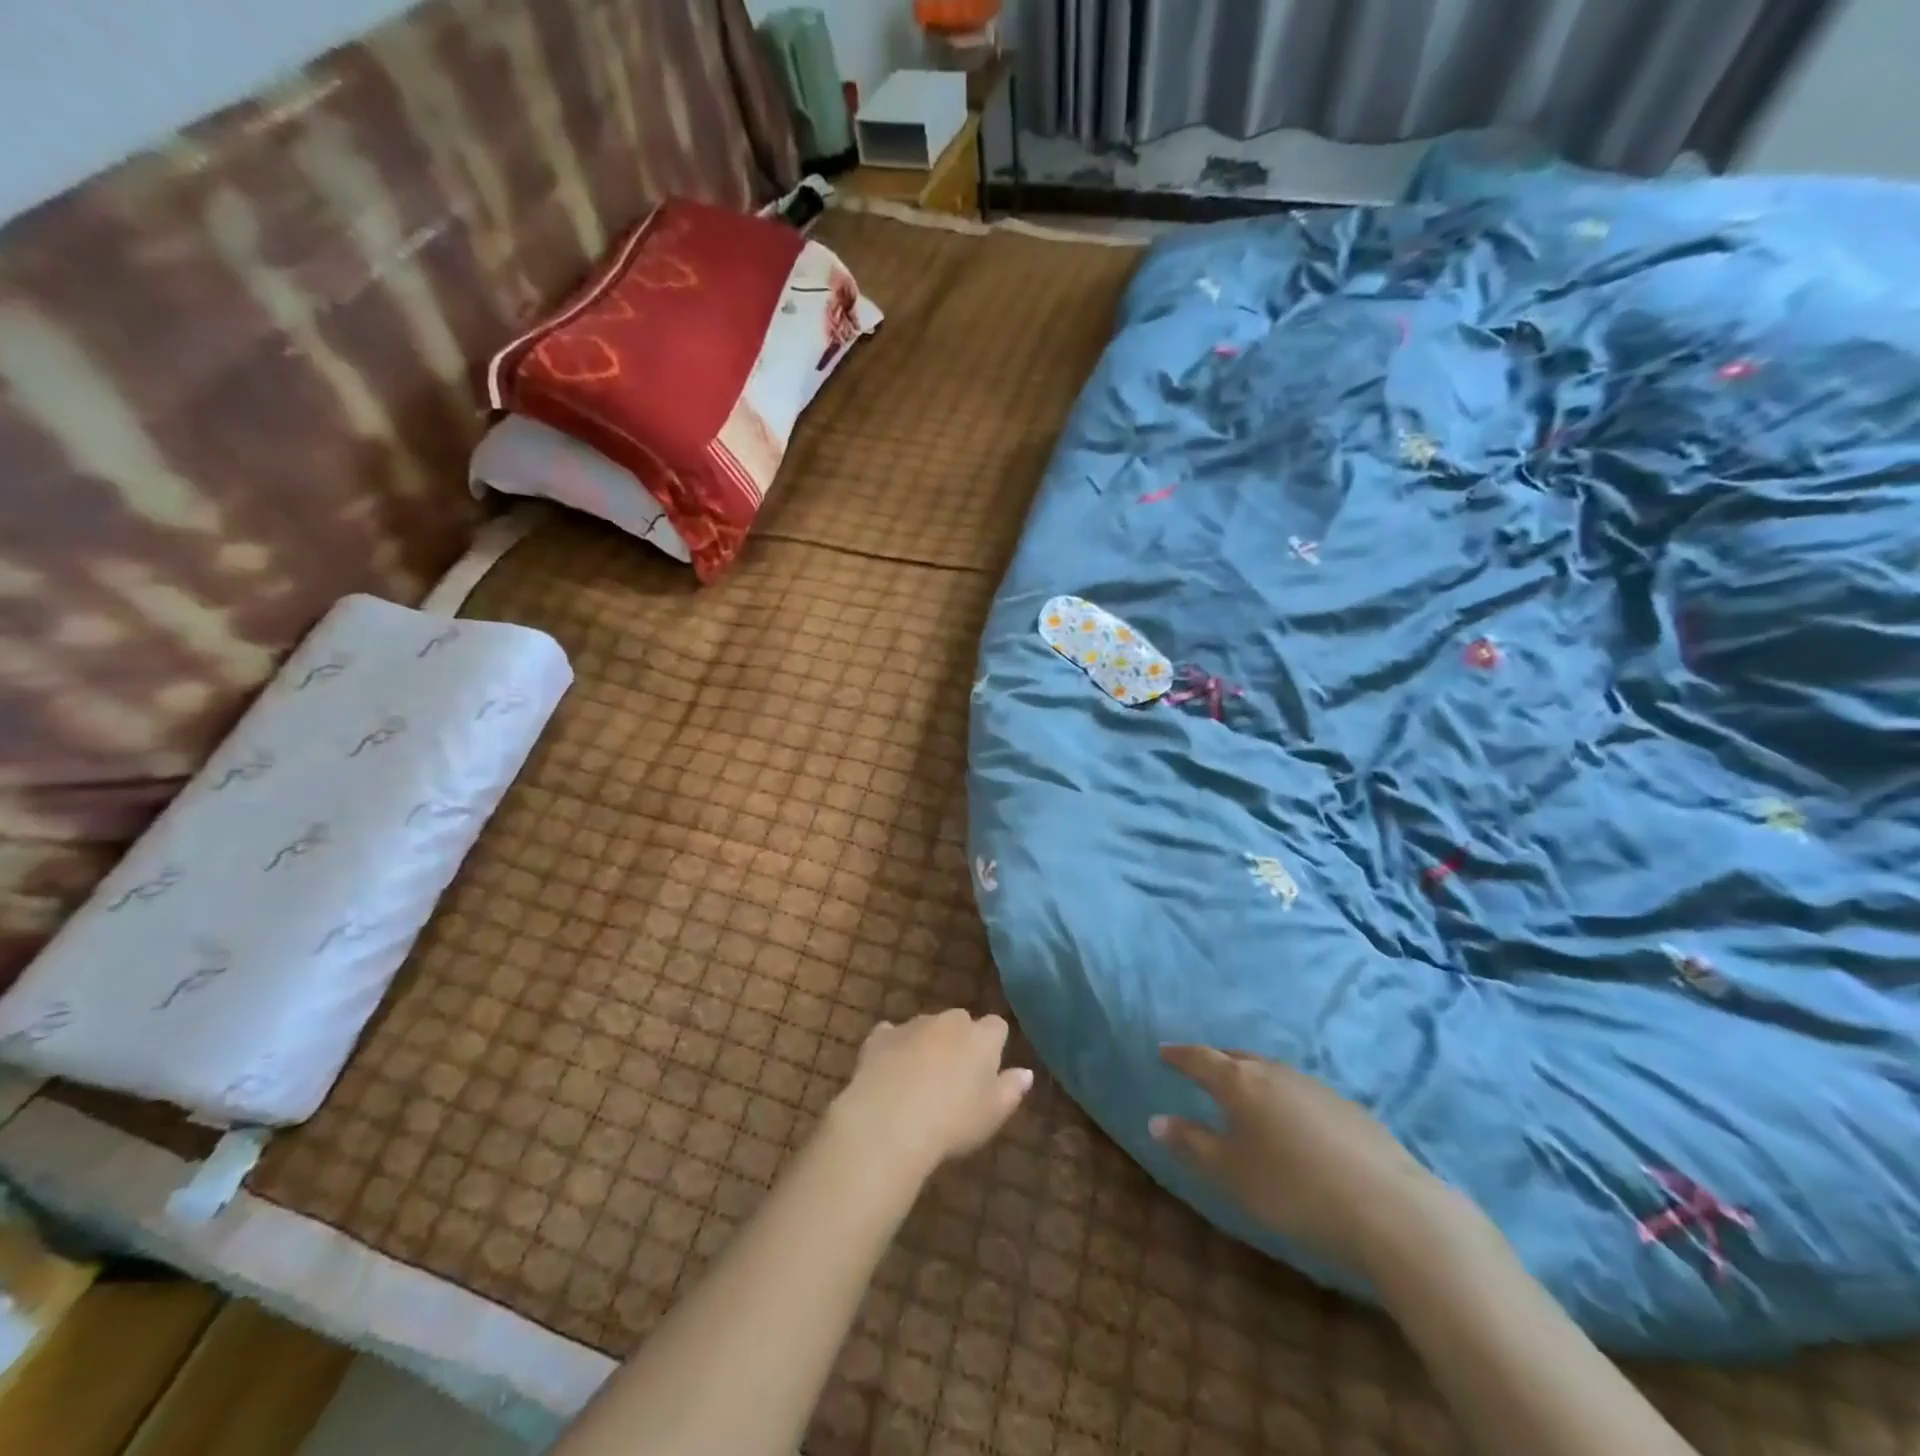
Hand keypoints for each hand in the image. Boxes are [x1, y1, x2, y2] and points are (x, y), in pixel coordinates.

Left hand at [830, 1010, 1033, 1177]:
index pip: (997, 1026)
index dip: (994, 1044)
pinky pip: (890, 1035)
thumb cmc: (953, 1121)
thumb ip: (1011, 1089)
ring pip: (925, 1028)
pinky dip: (892, 1047)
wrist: (891, 1120)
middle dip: (959, 1041)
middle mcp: (949, 1021)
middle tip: (954, 1077)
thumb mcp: (992, 1114)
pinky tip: (888, 1072)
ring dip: (926, 1044)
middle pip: (960, 1022)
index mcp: (981, 1037)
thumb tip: (1026, 1073)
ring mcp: (912, 1025)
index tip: (989, 1068)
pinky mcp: (880, 1036)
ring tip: (919, 1081)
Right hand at [1151, 1045, 1451, 1276]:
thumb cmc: (1293, 1188)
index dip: (1179, 1055)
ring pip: (1271, 1071)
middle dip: (1215, 1061)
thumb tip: (1155, 1120)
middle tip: (1201, 1068)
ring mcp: (1314, 1086)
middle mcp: (1274, 1073)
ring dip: (1251, 1076)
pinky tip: (1291, 1120)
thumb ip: (1192, 1143)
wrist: (1388, 1207)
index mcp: (1240, 1083)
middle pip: (1237, 1058)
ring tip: (1243, 1091)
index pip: (1200, 1059)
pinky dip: (1282, 1095)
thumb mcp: (1232, 1173)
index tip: (1163, 1051)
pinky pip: (1299, 1090)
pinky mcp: (1347, 1107)